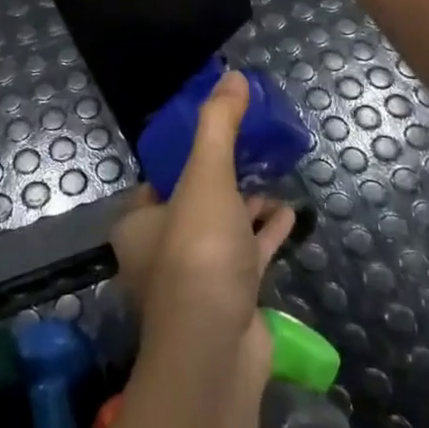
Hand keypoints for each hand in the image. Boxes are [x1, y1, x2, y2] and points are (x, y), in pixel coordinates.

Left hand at [110, 71, 297, 381]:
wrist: (215, 351)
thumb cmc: (198, 254)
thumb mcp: (206, 177)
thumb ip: (218, 126)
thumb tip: (232, 76)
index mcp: (138, 222)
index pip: (159, 179)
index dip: (186, 154)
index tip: (218, 133)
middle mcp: (160, 250)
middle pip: (194, 202)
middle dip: (222, 178)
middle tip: (252, 150)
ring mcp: (196, 279)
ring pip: (222, 229)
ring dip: (246, 205)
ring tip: (274, 176)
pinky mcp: (229, 300)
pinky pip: (248, 255)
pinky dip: (265, 233)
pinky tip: (290, 214)